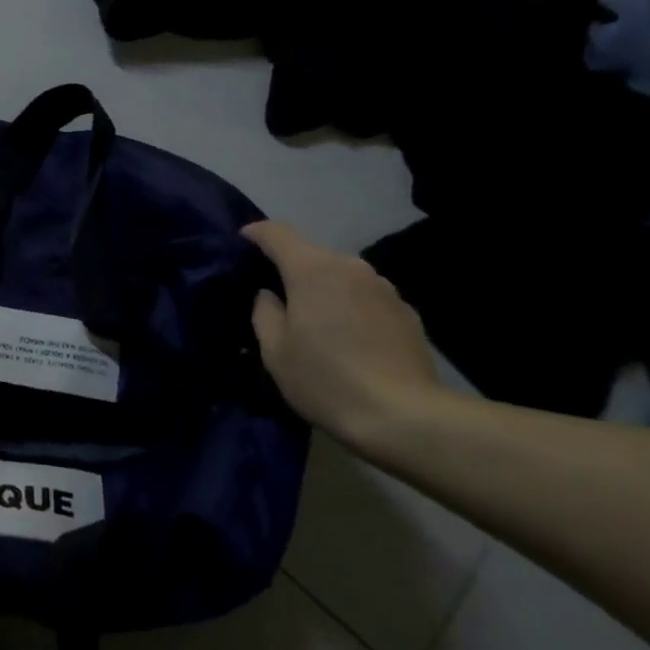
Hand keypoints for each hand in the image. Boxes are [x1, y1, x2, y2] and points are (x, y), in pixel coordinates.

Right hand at [242, 221, 448, 450]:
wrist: (403, 416)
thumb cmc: (326, 380)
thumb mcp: (275, 352)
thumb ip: (264, 312)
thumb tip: (269, 295)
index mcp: (312, 269)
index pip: (277, 233)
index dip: (256, 233)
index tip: (243, 242)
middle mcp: (350, 266)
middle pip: (312, 255)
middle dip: (292, 270)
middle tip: (278, 298)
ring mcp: (383, 287)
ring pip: (342, 276)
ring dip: (326, 290)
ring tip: (318, 323)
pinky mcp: (406, 311)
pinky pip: (367, 298)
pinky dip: (353, 308)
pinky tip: (352, 341)